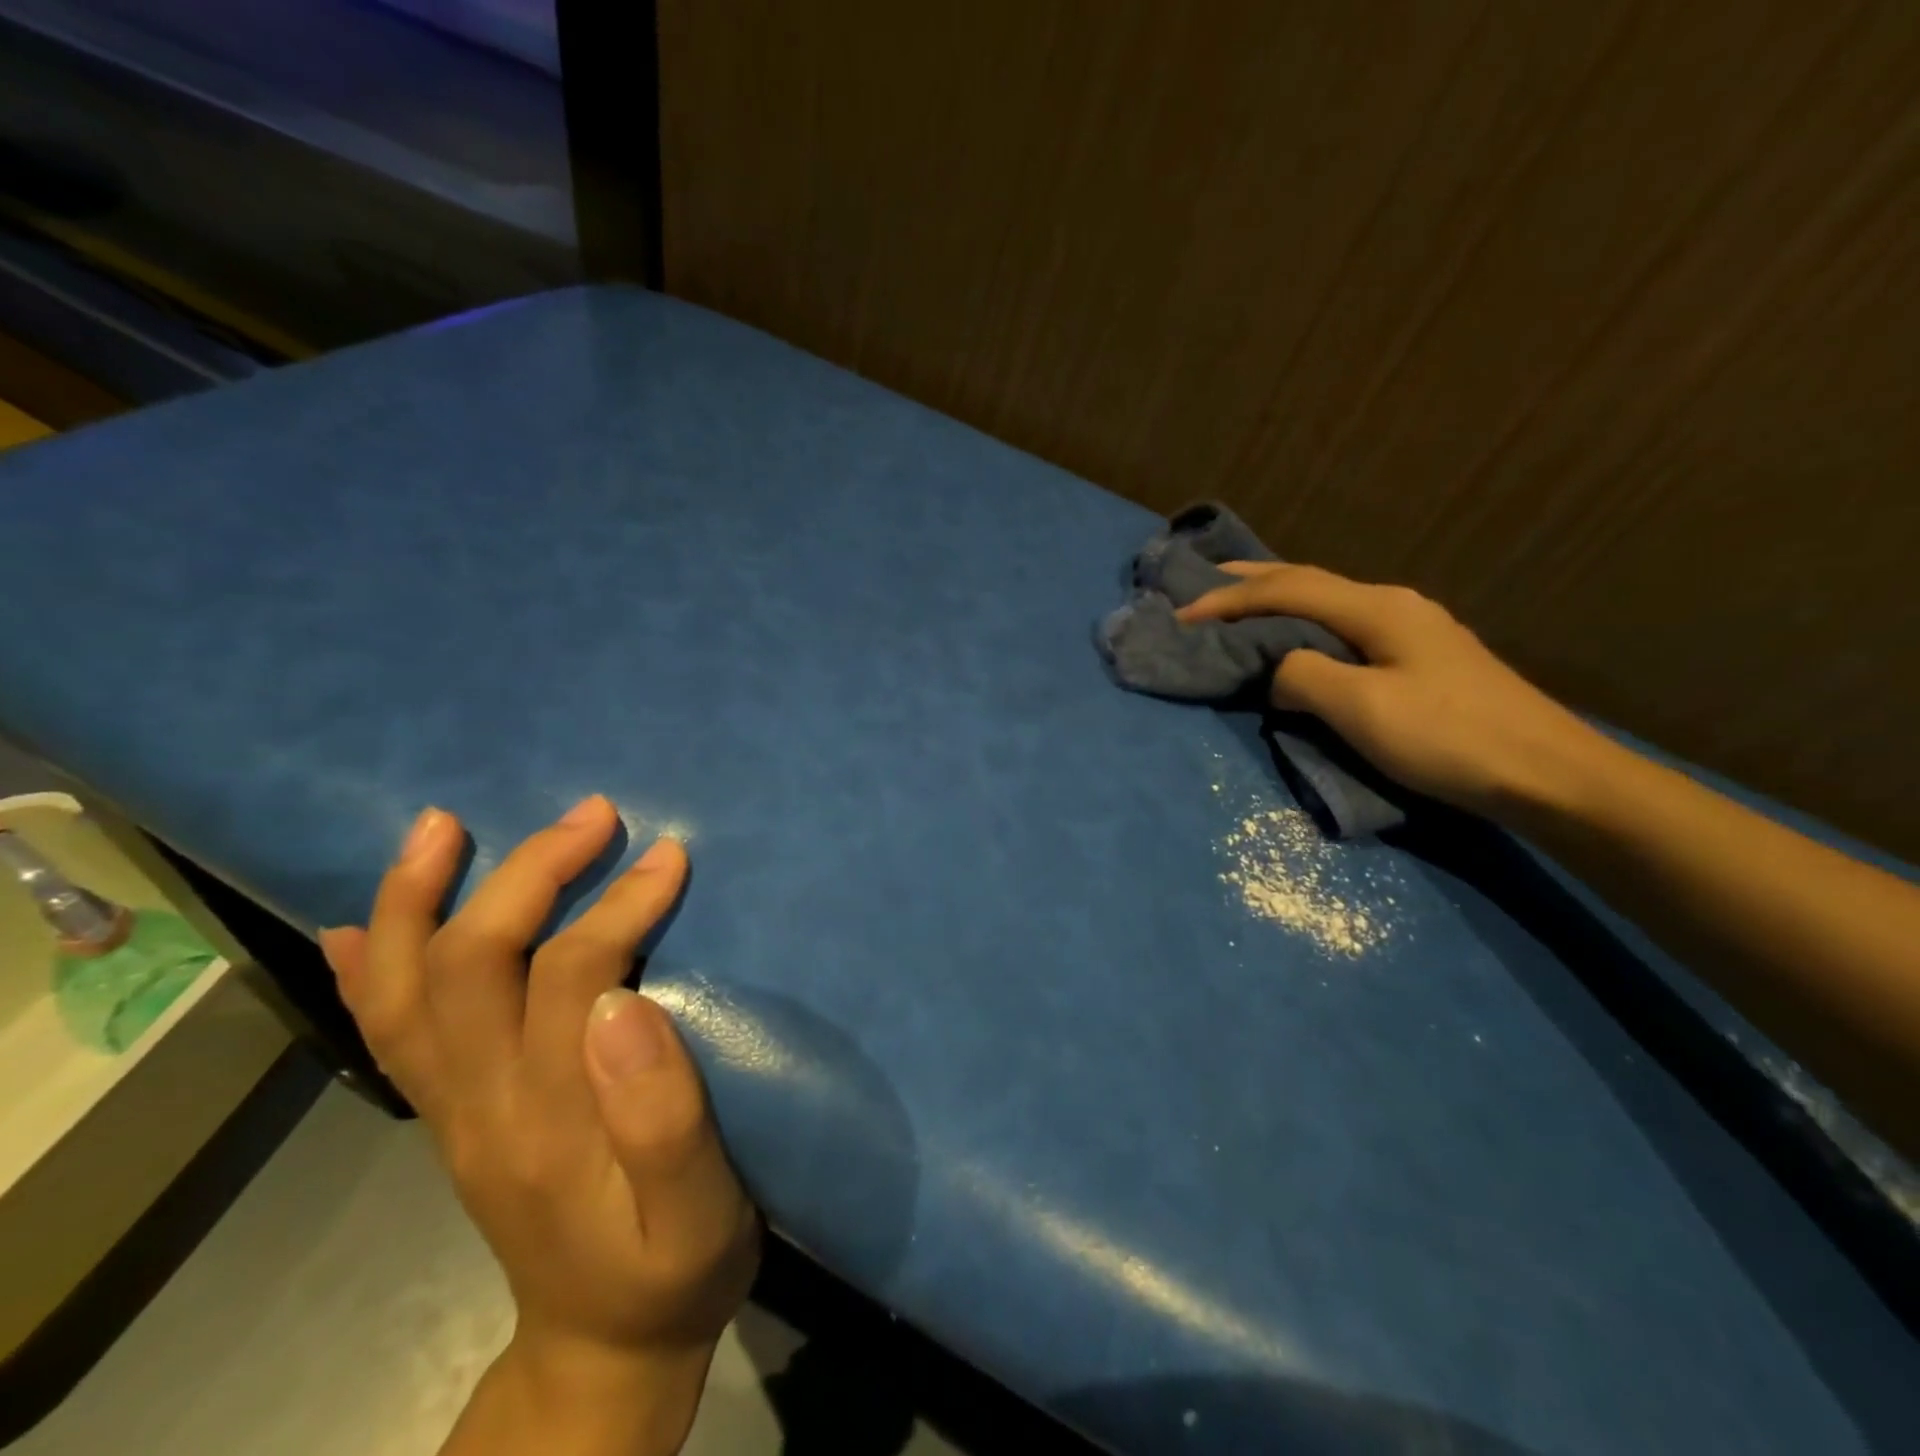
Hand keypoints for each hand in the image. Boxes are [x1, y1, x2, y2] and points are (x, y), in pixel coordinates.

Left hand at [319, 796, 758, 1452]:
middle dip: (528, 873)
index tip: (669, 856)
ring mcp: (451, 1108)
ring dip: (415, 898)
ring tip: (439, 827)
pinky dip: (364, 970)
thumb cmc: (673, 1270)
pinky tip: (355, 927)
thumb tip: (625, 1002)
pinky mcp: (448, 1115)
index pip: (568, 974)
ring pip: (404, 988)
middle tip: (591, 814)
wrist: (604, 1350)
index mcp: (551, 1116)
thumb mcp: (699, 1213)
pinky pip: (386, 1034)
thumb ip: (664, 1116)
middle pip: (471, 961)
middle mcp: (480, 1102)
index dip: (617, 905)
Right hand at [1177, 564, 1605, 819]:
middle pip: (1308, 580)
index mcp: (1377, 608)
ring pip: (1327, 601)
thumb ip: (1302, 675)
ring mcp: (1411, 629)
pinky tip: (1296, 634)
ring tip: (1238, 602)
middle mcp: (1393, 604)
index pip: (1286, 589)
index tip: (1179, 615)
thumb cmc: (1449, 738)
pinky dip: (1303, 622)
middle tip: (1202, 581)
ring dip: (1277, 598)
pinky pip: (1343, 626)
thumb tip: (1279, 669)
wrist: (1547, 774)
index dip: (1227, 599)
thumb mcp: (1361, 708)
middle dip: (1250, 580)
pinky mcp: (1420, 657)